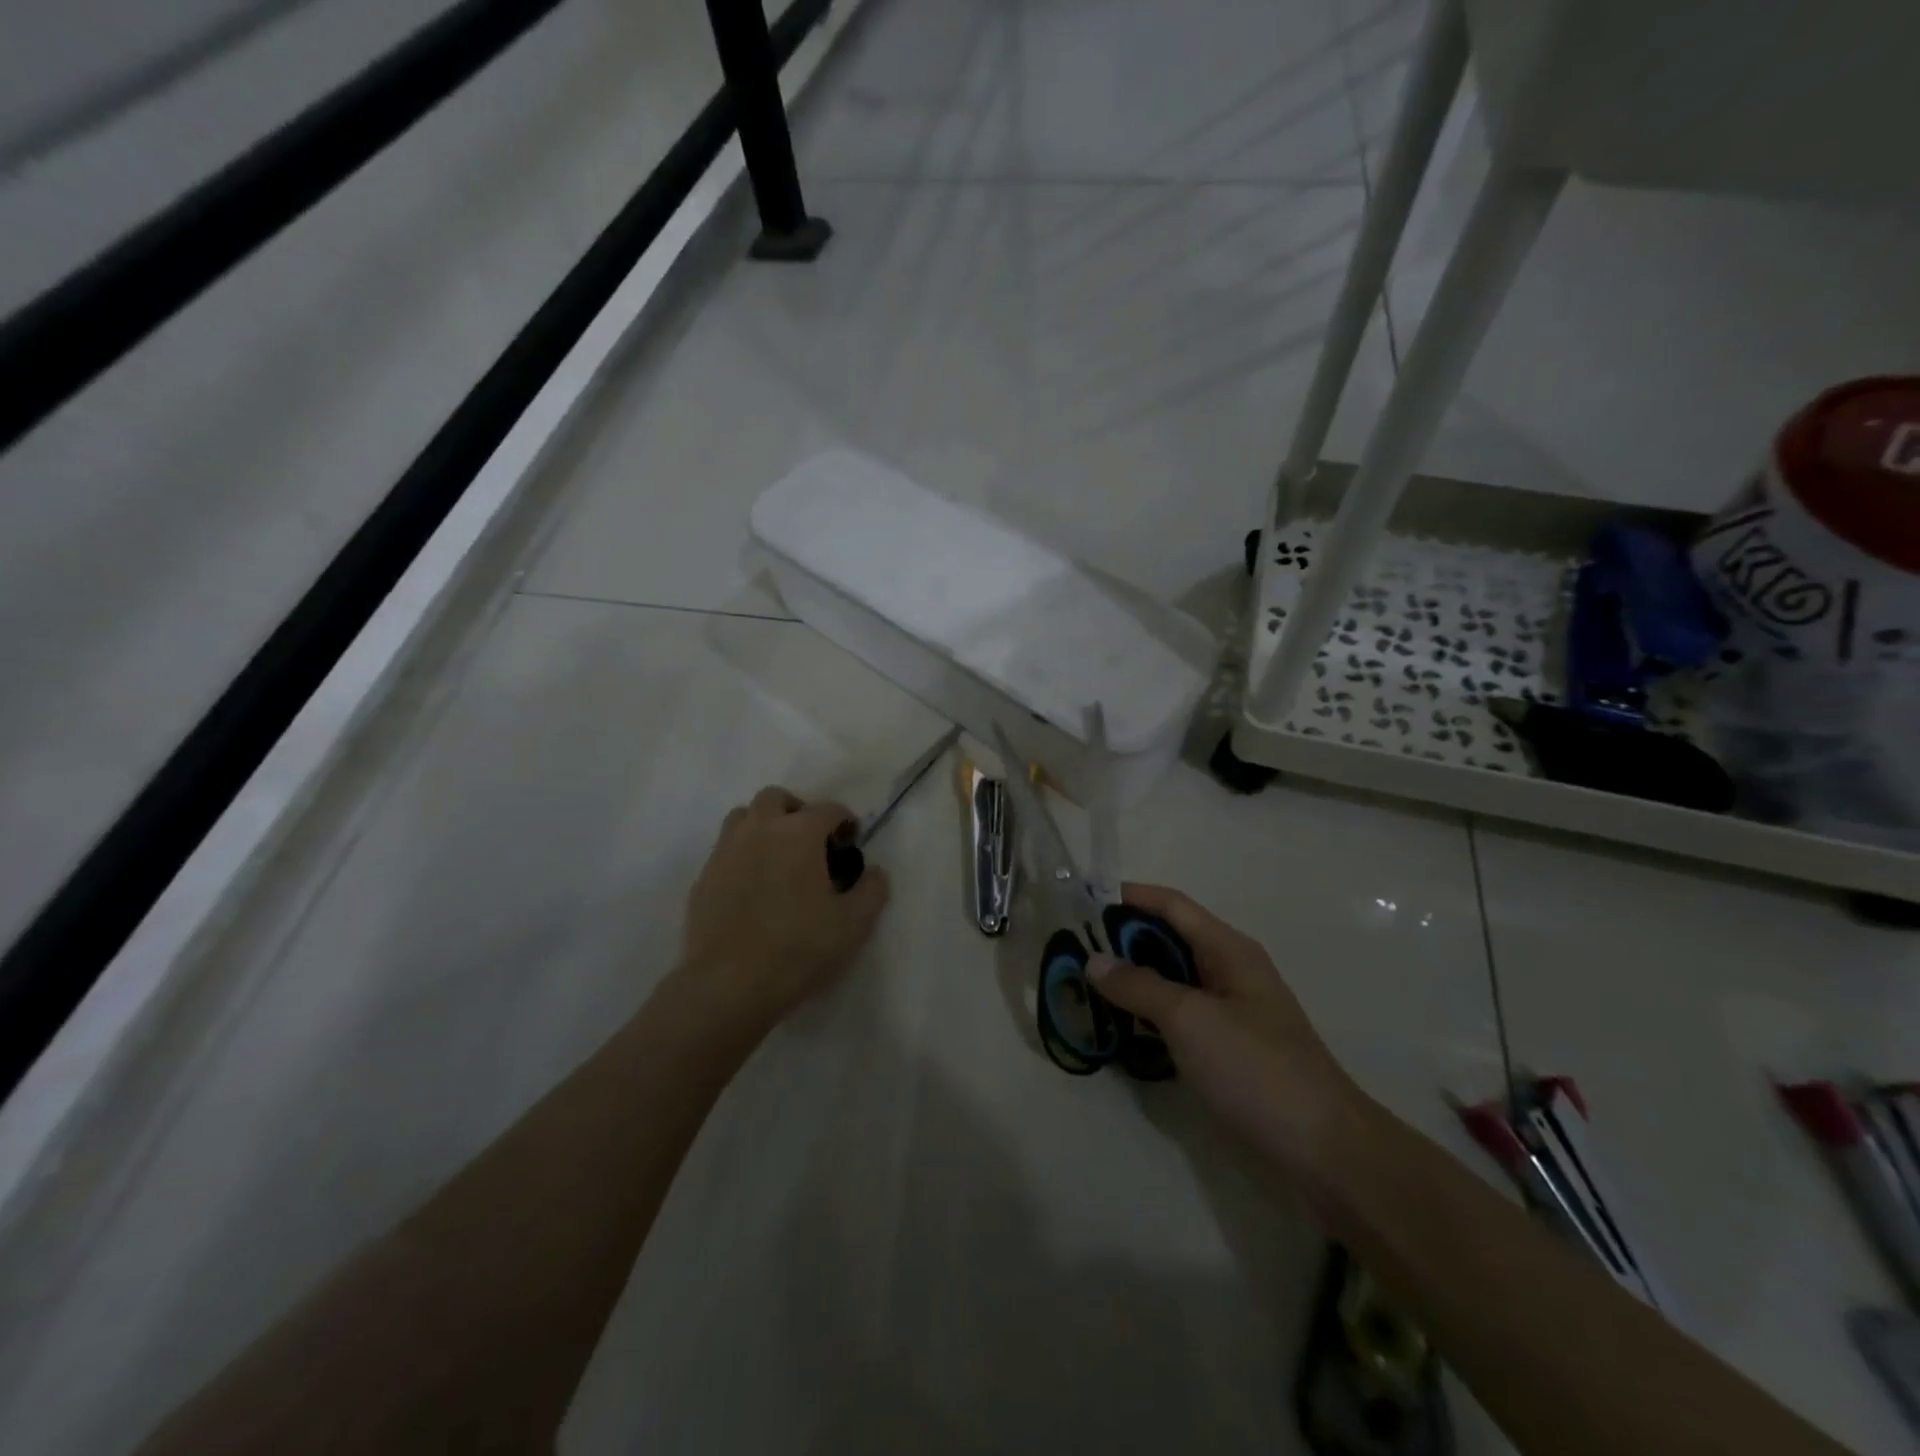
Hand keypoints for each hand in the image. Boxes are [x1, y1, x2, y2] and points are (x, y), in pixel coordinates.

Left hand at [680, 786, 890, 1028]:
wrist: (729, 985)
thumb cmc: (799, 948)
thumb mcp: (854, 924)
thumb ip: (873, 890)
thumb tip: (874, 871)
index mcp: (799, 833)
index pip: (828, 809)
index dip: (845, 822)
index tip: (851, 844)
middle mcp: (759, 830)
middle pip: (776, 798)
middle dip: (797, 811)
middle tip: (811, 843)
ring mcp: (725, 852)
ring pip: (743, 818)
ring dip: (763, 826)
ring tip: (778, 858)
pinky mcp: (703, 879)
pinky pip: (725, 851)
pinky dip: (742, 856)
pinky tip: (753, 888)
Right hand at [1089, 883, 1365, 1170]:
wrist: (1323, 1151)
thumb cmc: (1256, 1069)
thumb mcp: (1190, 1019)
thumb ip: (1139, 985)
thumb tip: (1093, 959)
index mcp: (1228, 950)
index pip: (1172, 905)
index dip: (1130, 896)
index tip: (1083, 898)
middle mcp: (1229, 971)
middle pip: (1169, 940)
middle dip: (1123, 940)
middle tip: (1073, 950)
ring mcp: (1229, 1013)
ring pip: (1171, 980)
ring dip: (1132, 980)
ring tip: (1084, 987)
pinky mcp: (1226, 1049)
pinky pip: (1178, 1017)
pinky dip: (1147, 1015)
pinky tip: (1119, 1029)